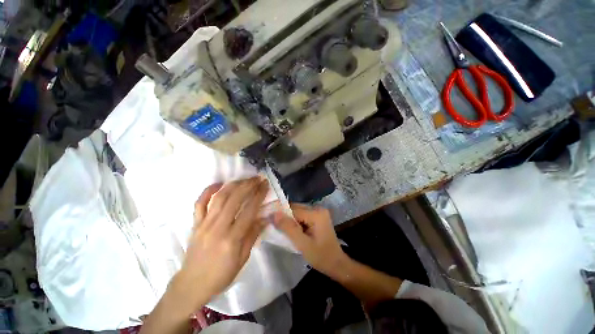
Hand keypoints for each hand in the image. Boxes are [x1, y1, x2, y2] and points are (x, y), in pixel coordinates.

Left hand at [172, 178, 269, 311]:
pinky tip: (218, 183)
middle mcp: (218, 227)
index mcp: (232, 238)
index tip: (265, 185)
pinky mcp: (195, 223)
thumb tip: (265, 218)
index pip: (249, 210)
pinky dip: (208, 191)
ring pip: (219, 198)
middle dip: (248, 185)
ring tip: (244, 179)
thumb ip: (253, 235)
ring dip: (233, 185)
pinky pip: (200, 203)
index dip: (259, 195)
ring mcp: (204, 224)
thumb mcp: (242, 259)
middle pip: (234, 199)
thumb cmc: (221, 274)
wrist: (192, 284)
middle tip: (257, 178)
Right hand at [273, 204, 346, 276]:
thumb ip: (288, 228)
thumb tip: (274, 214)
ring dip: (291, 221)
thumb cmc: (320, 256)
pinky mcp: (318, 216)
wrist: (336, 264)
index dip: (281, 215)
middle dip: (286, 218)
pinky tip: (294, 231)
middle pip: (296, 208)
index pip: (293, 209)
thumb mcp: (302, 244)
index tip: (271, 223)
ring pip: (298, 212)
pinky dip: (297, 222)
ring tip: (285, 232)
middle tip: (278, 229)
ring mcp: (319, 212)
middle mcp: (318, 208)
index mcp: (316, 213)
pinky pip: (303, 215)